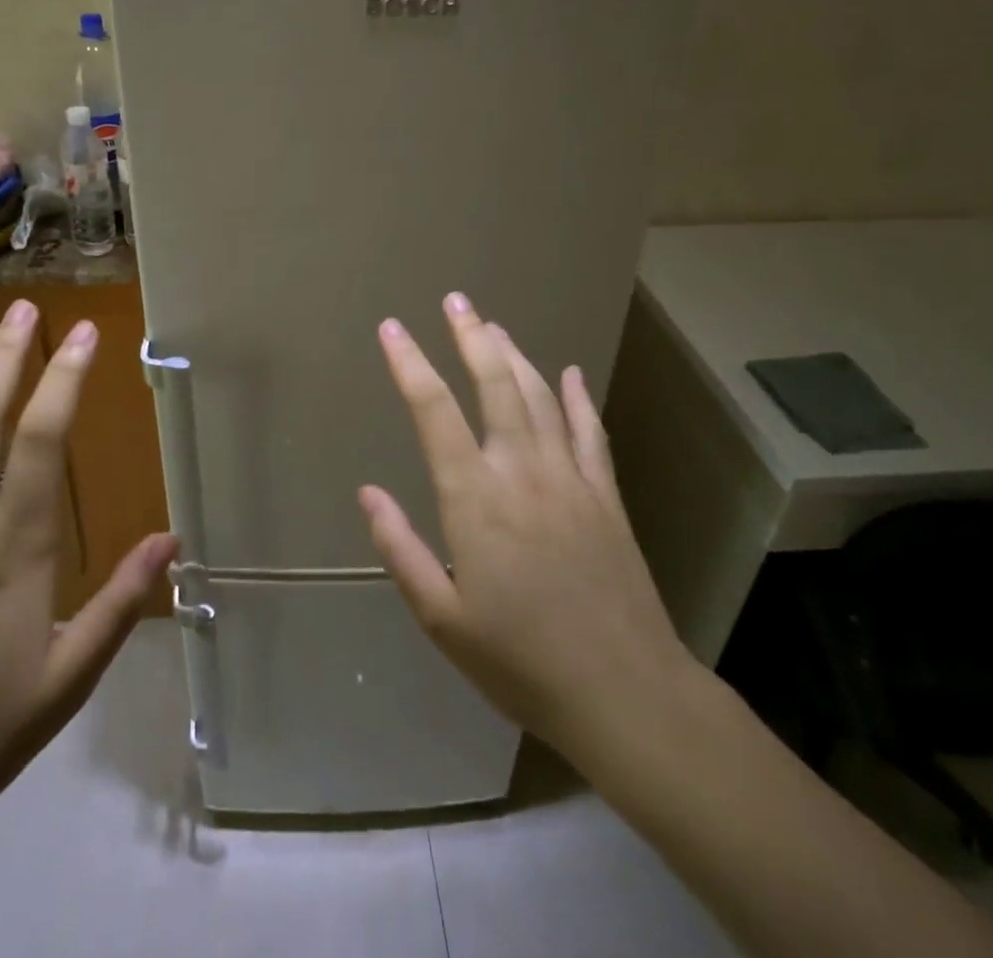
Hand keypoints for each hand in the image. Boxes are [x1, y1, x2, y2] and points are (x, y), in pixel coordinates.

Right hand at [359, 292, 704, 771]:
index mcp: (475, 498)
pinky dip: (578, 397)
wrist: (625, 693)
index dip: (409, 363)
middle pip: (495, 385)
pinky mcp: (606, 495)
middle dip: (470, 336)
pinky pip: (590, 431)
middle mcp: (522, 471)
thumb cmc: (520, 660)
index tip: (392, 328)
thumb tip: (367, 491)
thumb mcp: (441, 617)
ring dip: (515, 355)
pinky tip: (571, 373)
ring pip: (541, 397)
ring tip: (493, 325)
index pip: (434, 411)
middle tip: (455, 300)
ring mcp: (570, 478)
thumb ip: (400, 548)